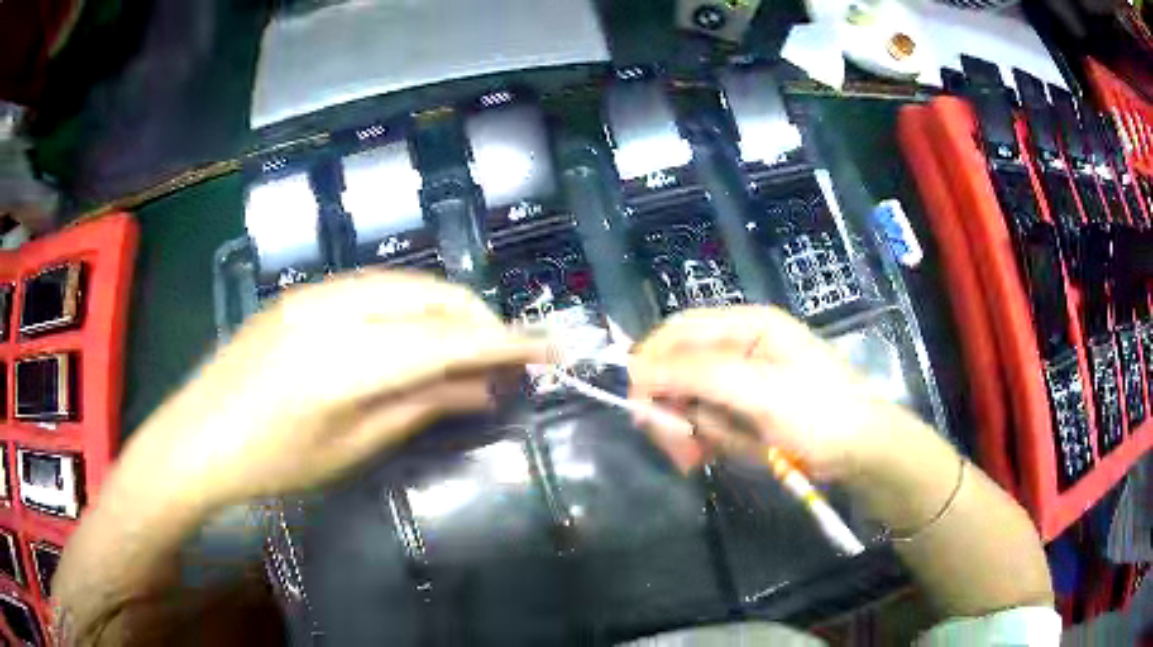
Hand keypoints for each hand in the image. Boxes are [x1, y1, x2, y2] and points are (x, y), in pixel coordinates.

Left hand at [122, 271, 546, 509]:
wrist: (195, 439)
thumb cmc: (271, 464)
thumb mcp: (349, 450)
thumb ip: (418, 408)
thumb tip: (481, 389)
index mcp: (343, 363)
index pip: (445, 341)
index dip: (504, 343)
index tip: (550, 347)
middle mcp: (332, 310)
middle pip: (430, 297)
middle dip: (480, 319)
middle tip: (509, 353)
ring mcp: (313, 293)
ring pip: (404, 283)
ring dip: (447, 308)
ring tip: (471, 343)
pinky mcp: (301, 294)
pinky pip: (374, 287)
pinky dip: (410, 305)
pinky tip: (417, 331)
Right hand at [628, 306, 914, 480]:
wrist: (861, 451)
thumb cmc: (818, 412)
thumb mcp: (759, 390)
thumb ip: (699, 375)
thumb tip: (637, 374)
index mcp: (746, 325)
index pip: (678, 332)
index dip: (650, 364)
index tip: (639, 407)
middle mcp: (739, 347)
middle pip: (679, 367)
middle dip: (671, 407)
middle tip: (678, 447)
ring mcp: (742, 380)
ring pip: (688, 400)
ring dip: (687, 429)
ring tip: (700, 456)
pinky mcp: (745, 410)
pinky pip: (707, 421)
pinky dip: (705, 440)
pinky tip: (716, 453)